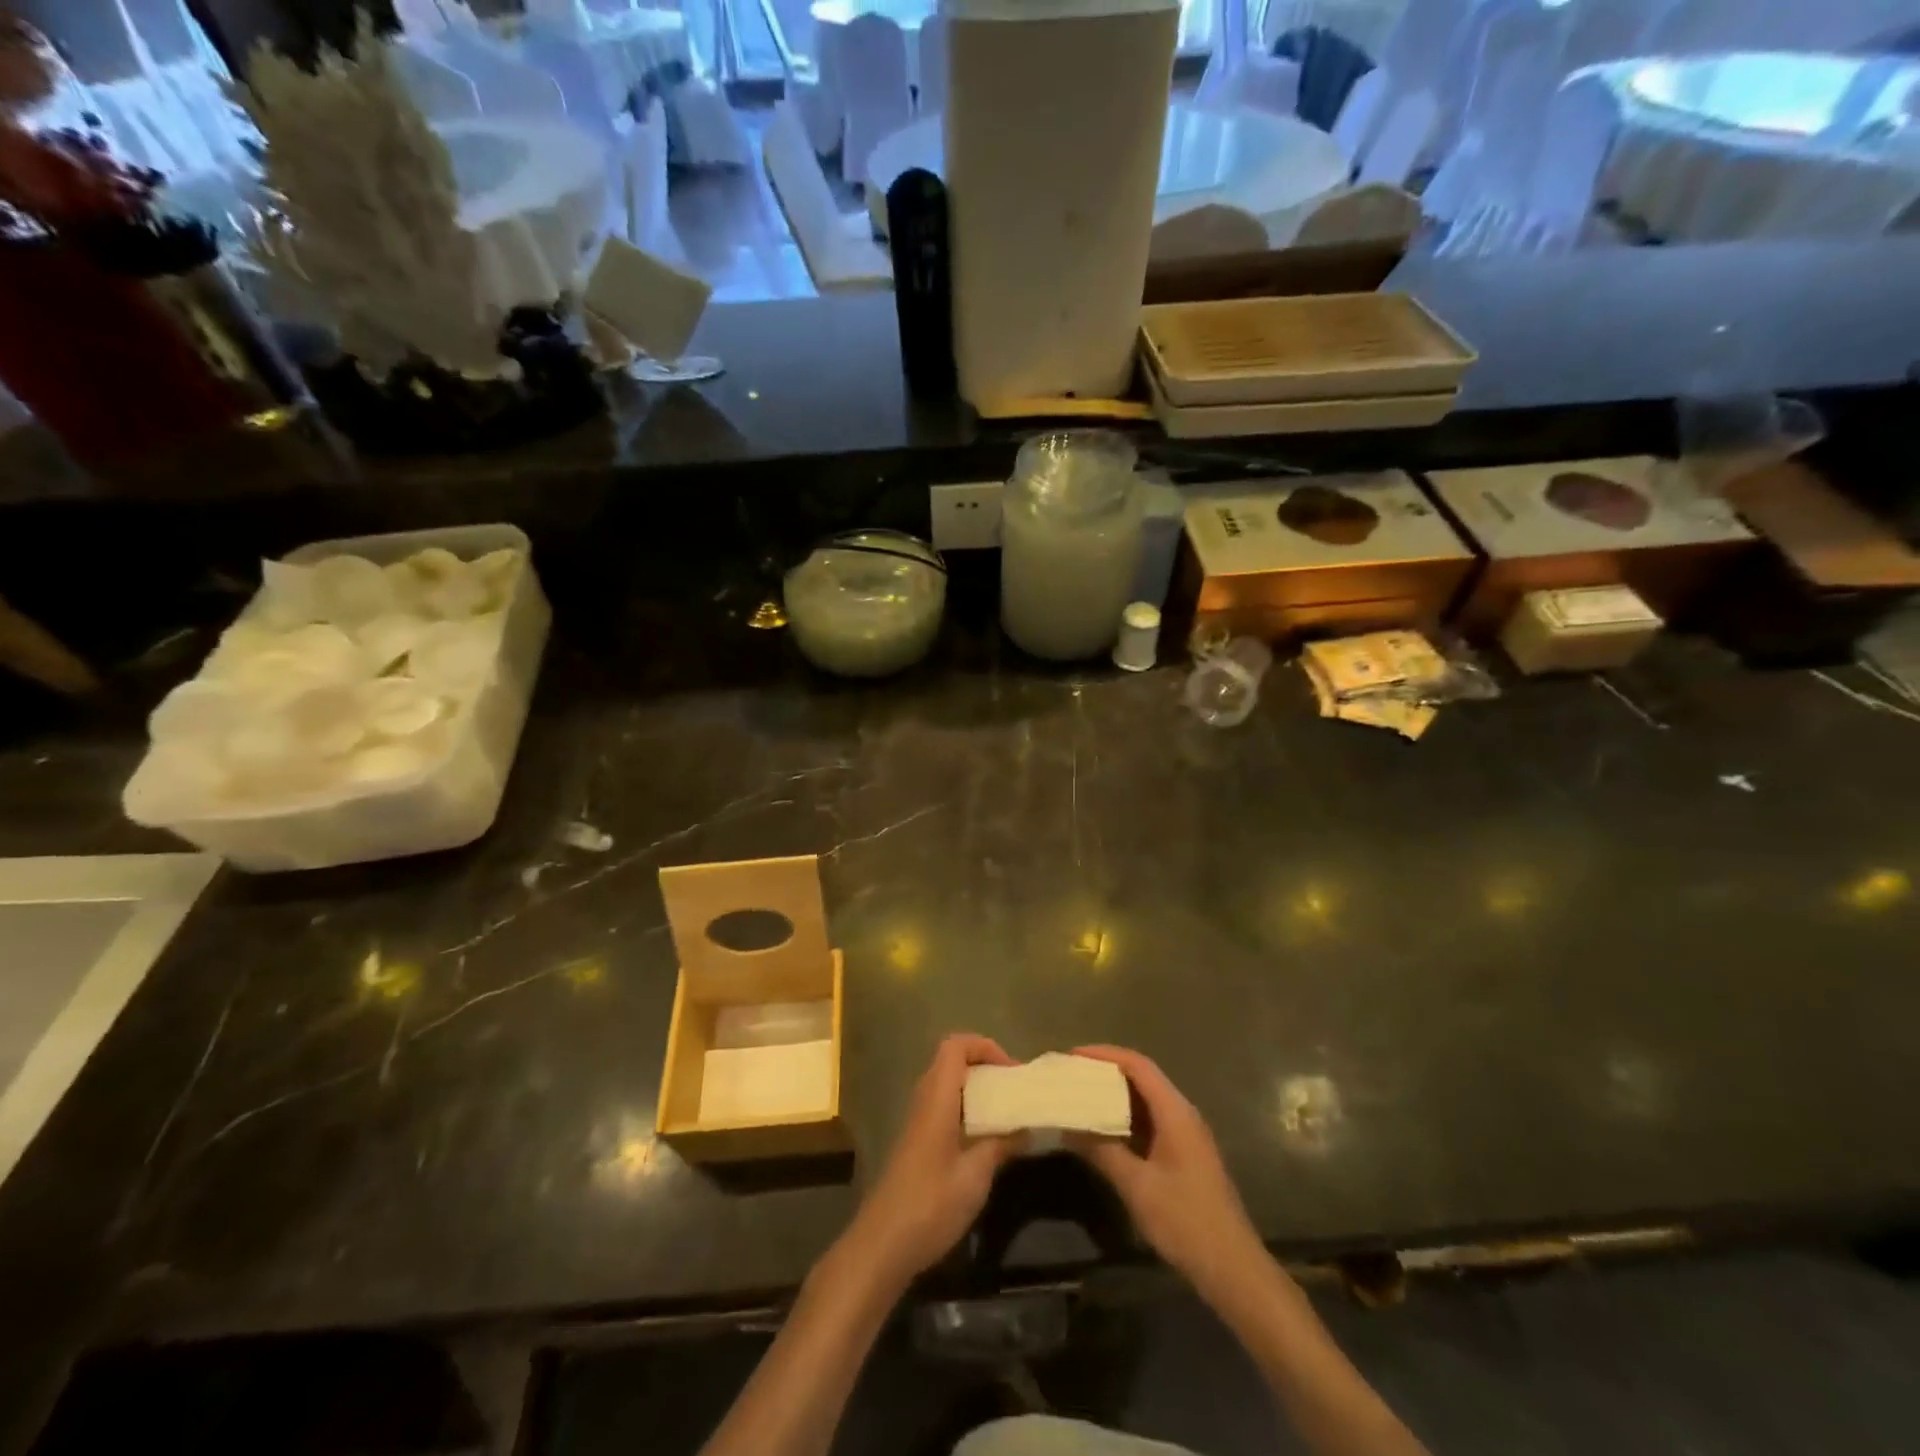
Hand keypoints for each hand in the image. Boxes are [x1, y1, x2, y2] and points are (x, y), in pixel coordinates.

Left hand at [840, 1034, 1018, 1290]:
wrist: (882, 1245)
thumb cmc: (930, 1205)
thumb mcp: (975, 1176)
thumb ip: (1000, 1145)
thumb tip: (1027, 1127)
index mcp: (937, 1098)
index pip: (955, 1046)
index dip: (984, 1047)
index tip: (1012, 1071)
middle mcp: (924, 1101)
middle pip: (952, 1062)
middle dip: (985, 1067)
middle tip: (1014, 1089)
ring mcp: (918, 1122)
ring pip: (948, 1086)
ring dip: (977, 1090)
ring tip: (1007, 1111)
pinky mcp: (918, 1143)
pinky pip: (944, 1108)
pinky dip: (967, 1110)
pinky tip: (987, 1139)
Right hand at [1068, 1045, 1268, 1298]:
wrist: (1232, 1268)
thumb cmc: (1185, 1221)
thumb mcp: (1137, 1186)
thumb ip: (1102, 1151)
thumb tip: (1068, 1126)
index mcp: (1175, 1112)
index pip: (1138, 1065)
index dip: (1105, 1054)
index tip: (1073, 1055)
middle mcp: (1182, 1114)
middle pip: (1142, 1078)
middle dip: (1106, 1072)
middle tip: (1072, 1075)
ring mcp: (1185, 1135)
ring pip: (1145, 1101)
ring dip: (1114, 1096)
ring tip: (1080, 1097)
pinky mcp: (1184, 1155)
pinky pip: (1150, 1122)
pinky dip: (1124, 1119)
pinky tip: (1103, 1131)